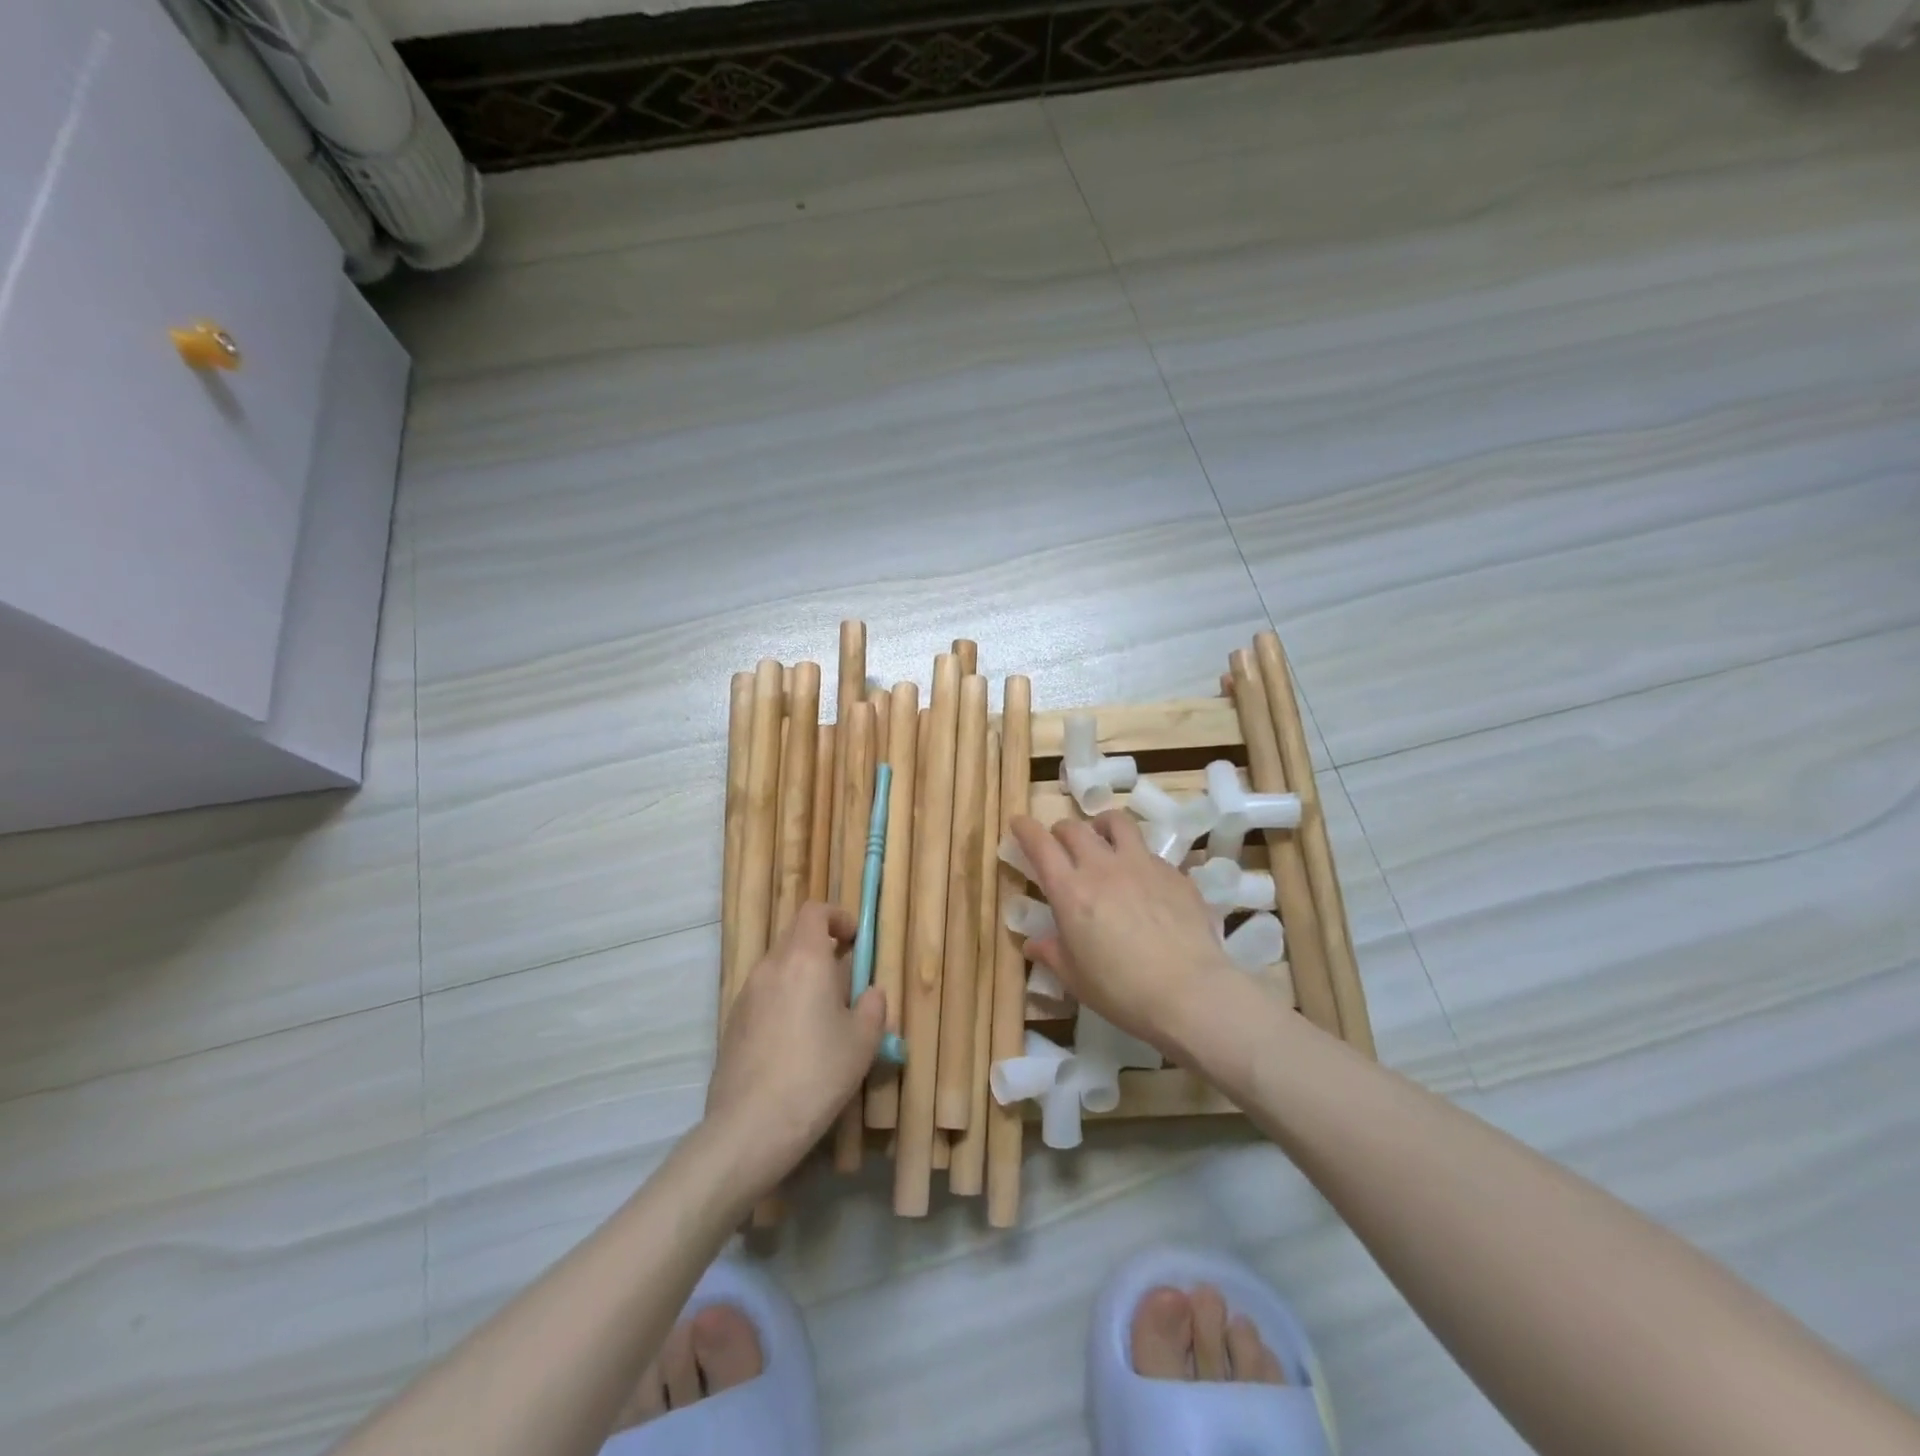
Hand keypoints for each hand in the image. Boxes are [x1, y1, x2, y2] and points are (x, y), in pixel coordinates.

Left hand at [704, 902, 885, 1198]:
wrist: (751, 1127)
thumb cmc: (817, 1074)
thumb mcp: (863, 1041)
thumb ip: (873, 1006)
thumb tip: (869, 993)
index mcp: (803, 958)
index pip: (814, 911)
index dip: (837, 917)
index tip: (855, 939)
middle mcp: (770, 967)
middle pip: (795, 938)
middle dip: (822, 950)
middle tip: (845, 982)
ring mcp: (745, 995)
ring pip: (778, 969)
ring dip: (802, 978)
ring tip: (822, 1017)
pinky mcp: (731, 1024)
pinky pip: (763, 997)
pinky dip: (783, 1002)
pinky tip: (795, 1043)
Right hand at [1009, 811, 1238, 1055]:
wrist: (1189, 992)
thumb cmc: (1122, 991)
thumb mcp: (1076, 979)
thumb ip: (1052, 954)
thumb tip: (1034, 944)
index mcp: (1070, 891)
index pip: (1040, 845)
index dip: (1025, 829)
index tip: (1018, 822)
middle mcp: (1103, 867)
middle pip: (1075, 828)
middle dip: (1061, 831)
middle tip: (1060, 844)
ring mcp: (1142, 865)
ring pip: (1116, 823)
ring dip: (1101, 826)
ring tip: (1102, 837)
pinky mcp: (1174, 873)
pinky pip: (1149, 853)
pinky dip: (1137, 857)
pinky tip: (1144, 881)